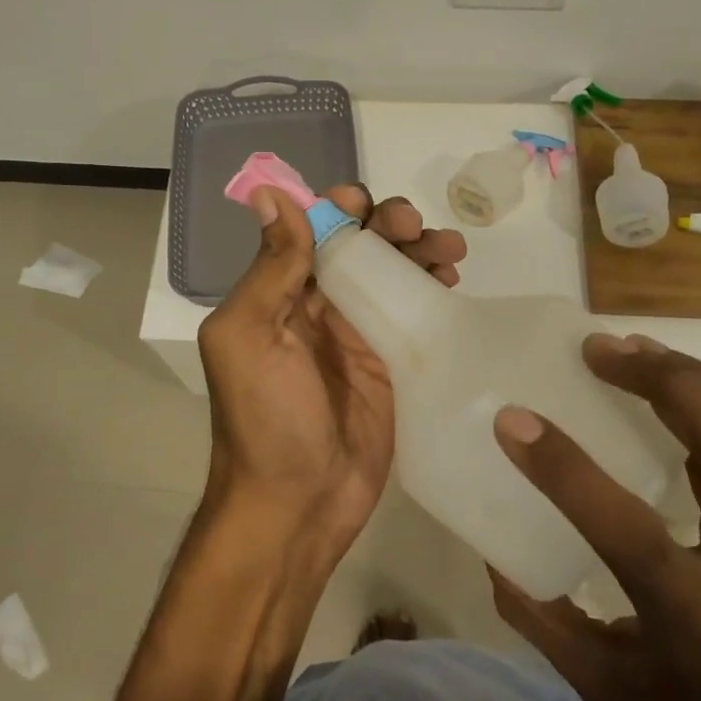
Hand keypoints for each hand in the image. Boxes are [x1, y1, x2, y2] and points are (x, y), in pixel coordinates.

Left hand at [197, 184, 464, 553]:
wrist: (297, 506)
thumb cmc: (265, 419)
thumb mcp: (249, 336)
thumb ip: (269, 267)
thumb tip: (269, 193)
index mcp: (279, 293)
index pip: (313, 231)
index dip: (340, 209)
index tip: (366, 206)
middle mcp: (319, 306)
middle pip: (361, 245)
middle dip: (390, 224)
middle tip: (416, 228)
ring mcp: (359, 335)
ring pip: (394, 273)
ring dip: (419, 250)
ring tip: (449, 251)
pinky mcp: (393, 364)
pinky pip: (415, 312)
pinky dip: (433, 288)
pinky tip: (451, 281)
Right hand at [490, 334, 700, 700]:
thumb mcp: (600, 692)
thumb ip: (540, 616)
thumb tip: (494, 547)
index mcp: (693, 619)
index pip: (625, 526)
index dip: (564, 468)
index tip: (511, 419)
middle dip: (666, 381)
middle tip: (599, 348)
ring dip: (692, 380)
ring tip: (631, 349)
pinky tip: (669, 388)